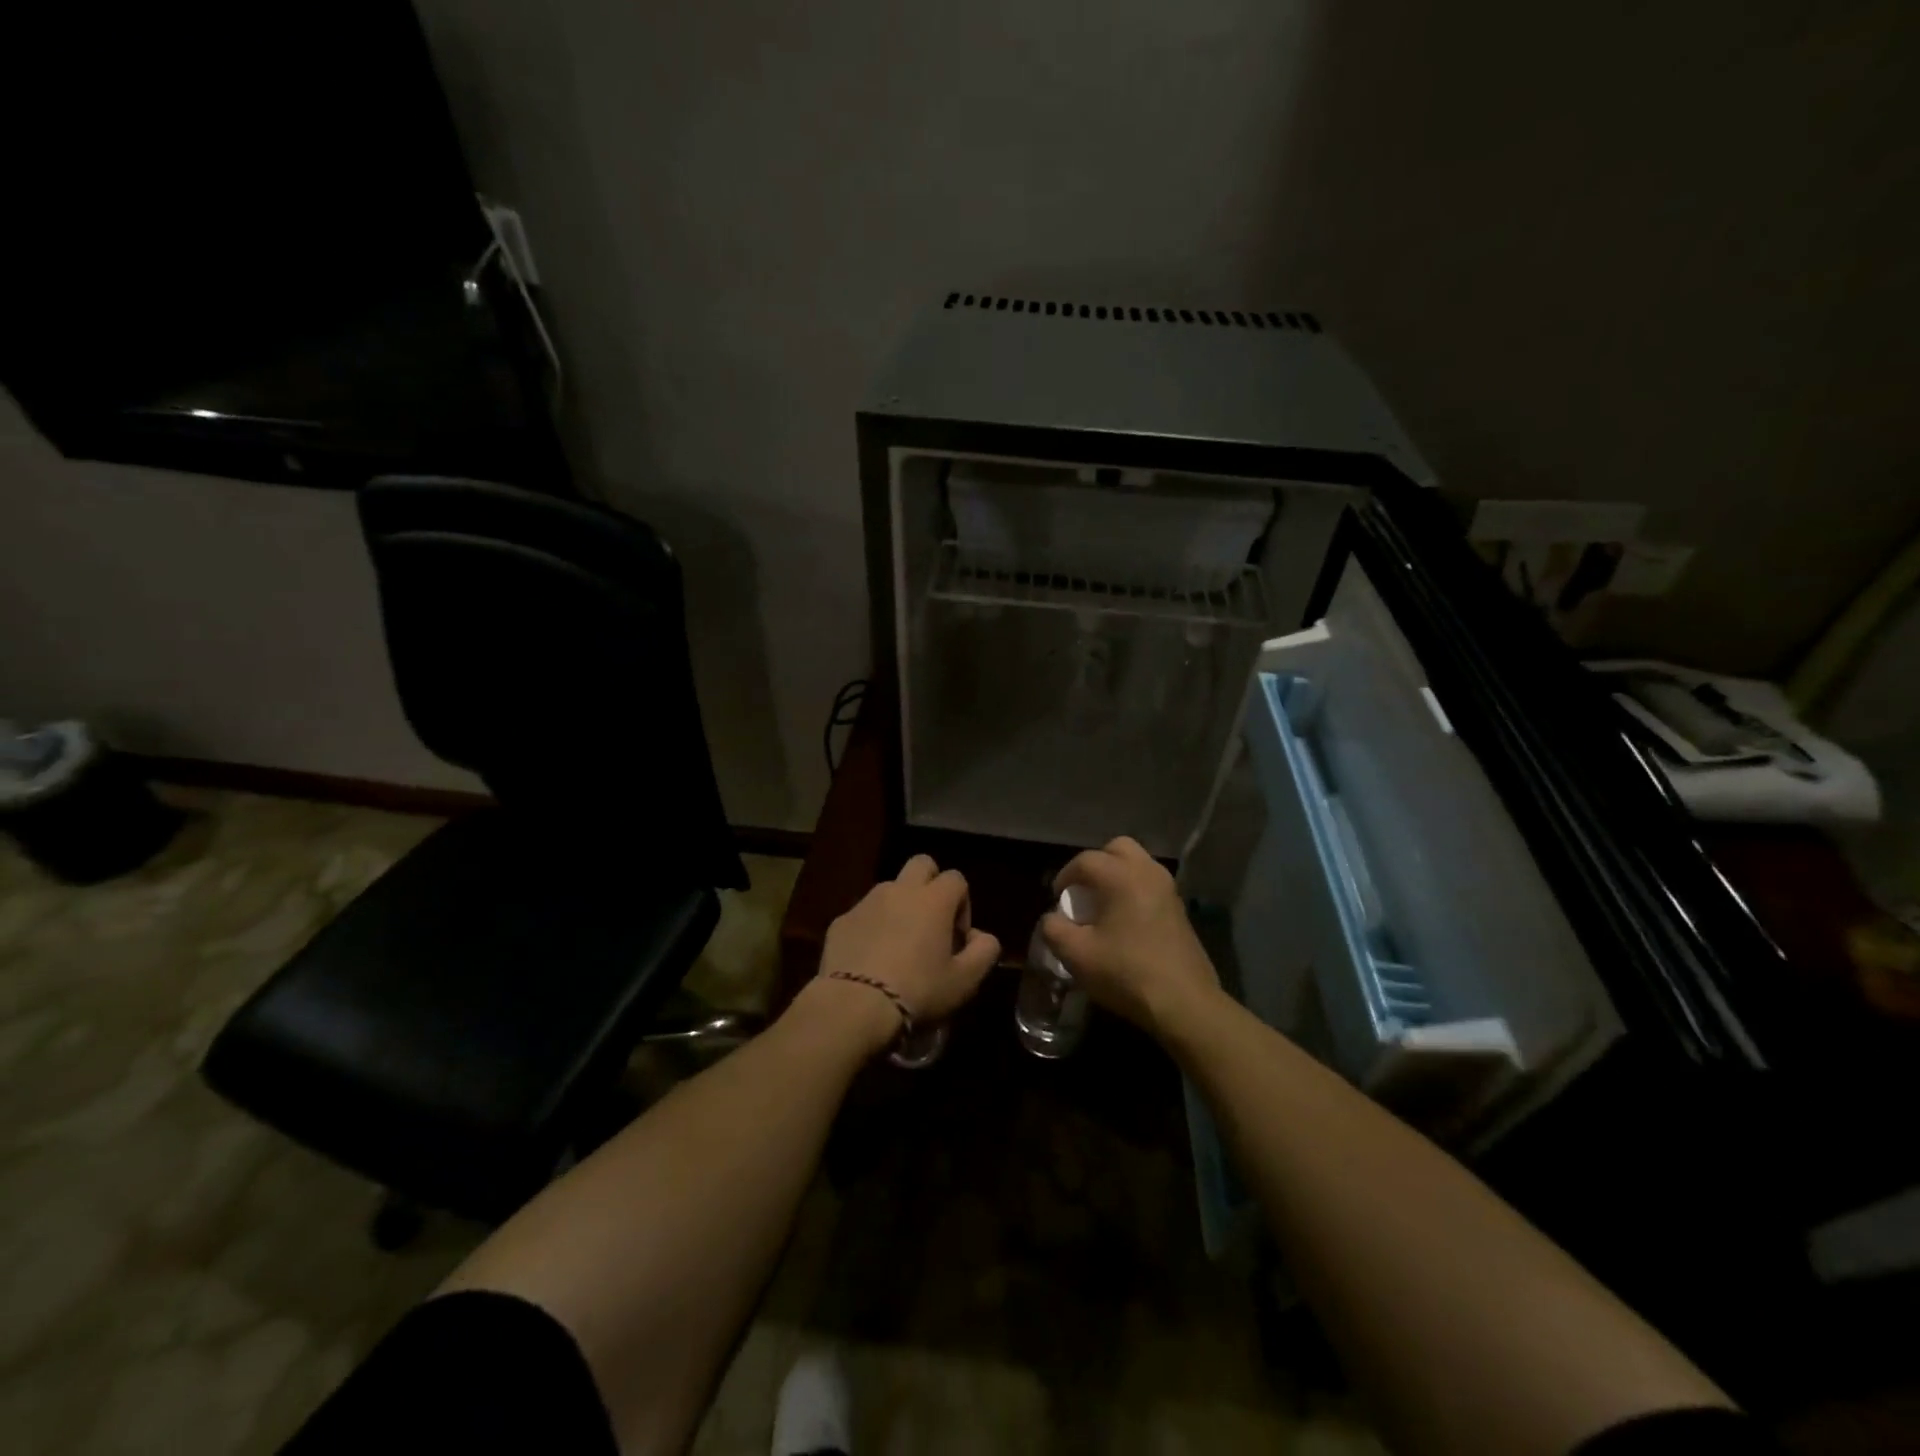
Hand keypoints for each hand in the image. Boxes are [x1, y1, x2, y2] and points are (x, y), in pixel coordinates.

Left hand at [812, 854, 1001, 1049]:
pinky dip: (872, 926)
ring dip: (900, 905)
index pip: (957, 879)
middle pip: (922, 864)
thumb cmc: (918, 991)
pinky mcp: (841, 920)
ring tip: (899, 944)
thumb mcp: (965, 981)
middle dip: (931, 884)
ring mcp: (866, 902)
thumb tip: (982, 937)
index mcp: (934, 899)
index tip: (957, 938)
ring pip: (890, 888)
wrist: (854, 1006)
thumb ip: (984, 952)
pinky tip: (871, 959)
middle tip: (931, 922)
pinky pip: (863, 913)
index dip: (963, 904)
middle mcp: (900, 890)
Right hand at [1040, 836, 1221, 1039]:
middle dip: (1096, 864)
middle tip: (1083, 891)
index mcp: (1121, 876)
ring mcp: (1168, 889)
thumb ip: (1054, 928)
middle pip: (1118, 848)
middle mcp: (1147, 872)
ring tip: (1103, 905)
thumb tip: (1052, 918)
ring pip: (1138, 864)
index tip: (1056, 899)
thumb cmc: (1126, 973)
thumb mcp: (1076, 955)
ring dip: (1117, 875)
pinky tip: (1125, 922)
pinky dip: (1134, 890)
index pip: (1085, 861)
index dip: (1064, 876)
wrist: (1184, 1003)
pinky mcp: (1180, 909)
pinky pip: (1151, 884)